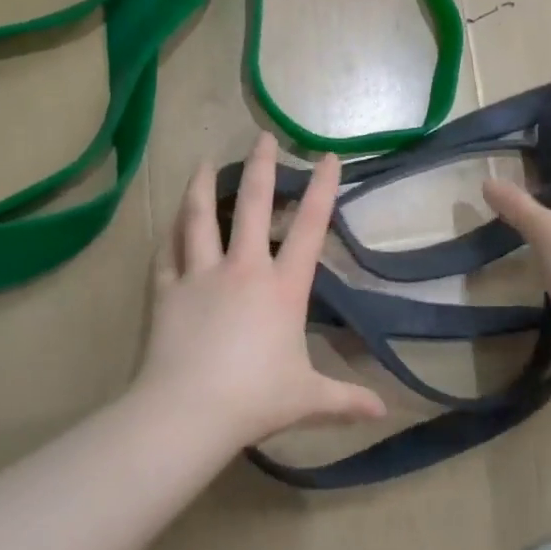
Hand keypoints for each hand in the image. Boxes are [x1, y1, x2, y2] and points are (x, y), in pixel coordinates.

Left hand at [138, 134, 388, 449]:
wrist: (188, 412)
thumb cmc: (254, 399)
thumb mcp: (307, 398)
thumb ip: (345, 399)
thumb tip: (383, 412)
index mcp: (282, 288)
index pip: (309, 228)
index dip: (321, 190)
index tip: (327, 157)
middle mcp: (243, 269)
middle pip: (253, 206)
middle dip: (261, 167)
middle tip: (262, 137)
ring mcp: (202, 276)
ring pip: (200, 219)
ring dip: (203, 187)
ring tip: (204, 163)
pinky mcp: (168, 290)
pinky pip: (167, 255)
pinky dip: (168, 236)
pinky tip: (168, 224)